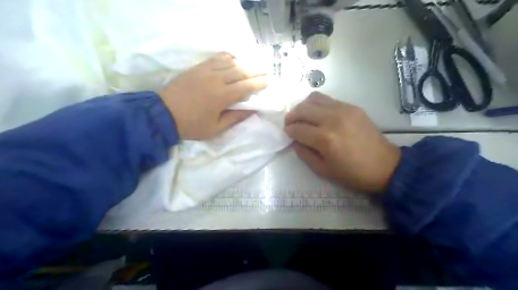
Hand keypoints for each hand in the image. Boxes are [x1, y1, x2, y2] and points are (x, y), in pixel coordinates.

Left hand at [159, 52, 266, 139]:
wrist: (163, 114)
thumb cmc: (191, 125)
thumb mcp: (216, 129)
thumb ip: (236, 118)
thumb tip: (253, 110)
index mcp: (222, 96)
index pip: (246, 87)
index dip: (259, 84)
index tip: (268, 82)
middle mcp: (217, 80)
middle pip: (241, 71)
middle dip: (256, 71)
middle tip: (266, 70)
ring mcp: (206, 71)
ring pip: (230, 63)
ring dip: (244, 64)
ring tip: (252, 66)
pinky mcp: (197, 67)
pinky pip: (216, 58)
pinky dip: (227, 58)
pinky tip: (233, 60)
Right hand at [282, 92, 398, 193]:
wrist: (385, 166)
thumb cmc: (352, 173)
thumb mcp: (323, 170)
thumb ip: (304, 153)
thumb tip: (295, 140)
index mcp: (325, 139)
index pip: (297, 128)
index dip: (289, 131)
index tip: (287, 133)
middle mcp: (332, 119)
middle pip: (303, 109)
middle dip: (292, 116)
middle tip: (290, 123)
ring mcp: (344, 109)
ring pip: (314, 98)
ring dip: (304, 106)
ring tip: (303, 116)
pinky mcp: (352, 106)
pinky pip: (328, 99)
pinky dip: (318, 105)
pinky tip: (319, 115)